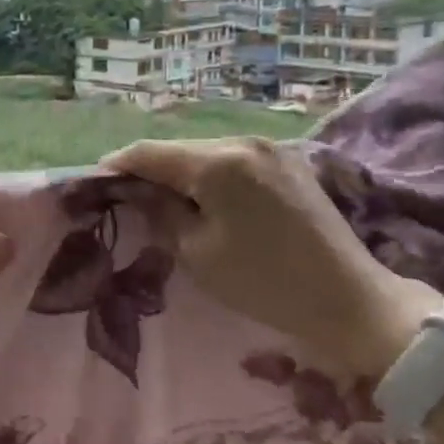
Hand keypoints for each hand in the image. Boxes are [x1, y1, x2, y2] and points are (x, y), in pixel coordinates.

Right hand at [101, 136, 438, 377]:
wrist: (351, 300)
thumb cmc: (264, 282)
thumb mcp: (197, 252)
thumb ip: (160, 211)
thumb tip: (135, 191)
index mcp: (218, 162)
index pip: (148, 153)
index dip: (116, 166)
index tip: (93, 184)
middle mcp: (243, 142)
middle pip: (176, 149)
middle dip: (146, 170)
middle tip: (123, 197)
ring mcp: (269, 149)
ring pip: (203, 153)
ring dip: (178, 172)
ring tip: (160, 200)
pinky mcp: (287, 162)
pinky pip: (231, 161)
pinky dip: (208, 175)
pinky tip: (201, 198)